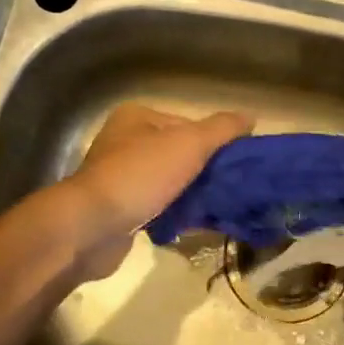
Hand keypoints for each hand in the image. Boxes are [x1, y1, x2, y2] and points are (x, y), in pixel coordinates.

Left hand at [63, 105, 251, 280]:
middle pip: (180, 153)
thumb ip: (222, 129)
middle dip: (206, 171)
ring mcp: (120, 177)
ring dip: (193, 194)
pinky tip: (195, 224)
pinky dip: (176, 213)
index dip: (214, 143)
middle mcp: (125, 142)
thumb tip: (251, 117)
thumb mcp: (189, 144)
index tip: (235, 164)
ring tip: (218, 208)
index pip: (189, 124)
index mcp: (137, 117)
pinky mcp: (120, 208)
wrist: (92, 227)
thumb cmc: (140, 175)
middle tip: (231, 188)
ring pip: (171, 181)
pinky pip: (159, 206)